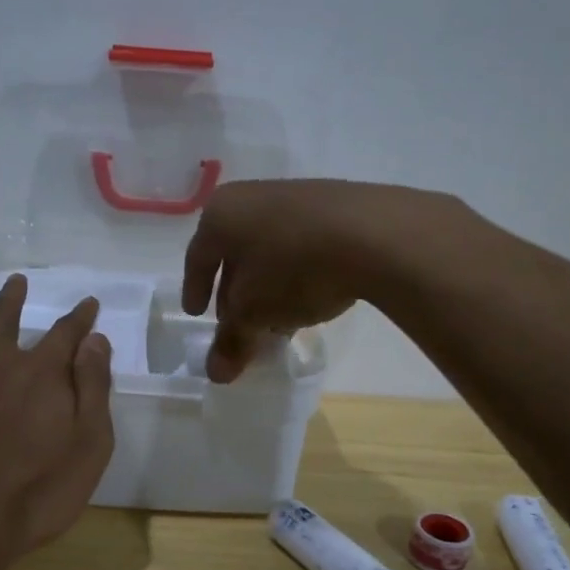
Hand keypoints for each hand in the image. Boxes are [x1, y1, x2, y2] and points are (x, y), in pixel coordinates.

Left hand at [0, 275, 115, 556]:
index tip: (88, 304)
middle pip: (4, 319)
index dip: (80, 316)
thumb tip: (94, 341)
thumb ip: (93, 386)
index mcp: (40, 373)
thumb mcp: (90, 442)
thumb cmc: (40, 488)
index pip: (66, 332)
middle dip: (14, 298)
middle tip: (18, 282)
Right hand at [182, 179, 466, 381]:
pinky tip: (310, 298)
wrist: (375, 233)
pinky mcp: (332, 205)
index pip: (196, 257)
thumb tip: (215, 373)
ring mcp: (294, 196)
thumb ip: (231, 341)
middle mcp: (251, 197)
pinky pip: (300, 243)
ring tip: (276, 318)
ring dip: (267, 286)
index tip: (196, 314)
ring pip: (268, 250)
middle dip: (234, 292)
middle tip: (238, 324)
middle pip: (233, 253)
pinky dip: (295, 272)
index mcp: (221, 214)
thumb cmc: (293, 268)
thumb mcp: (254, 312)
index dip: (194, 289)